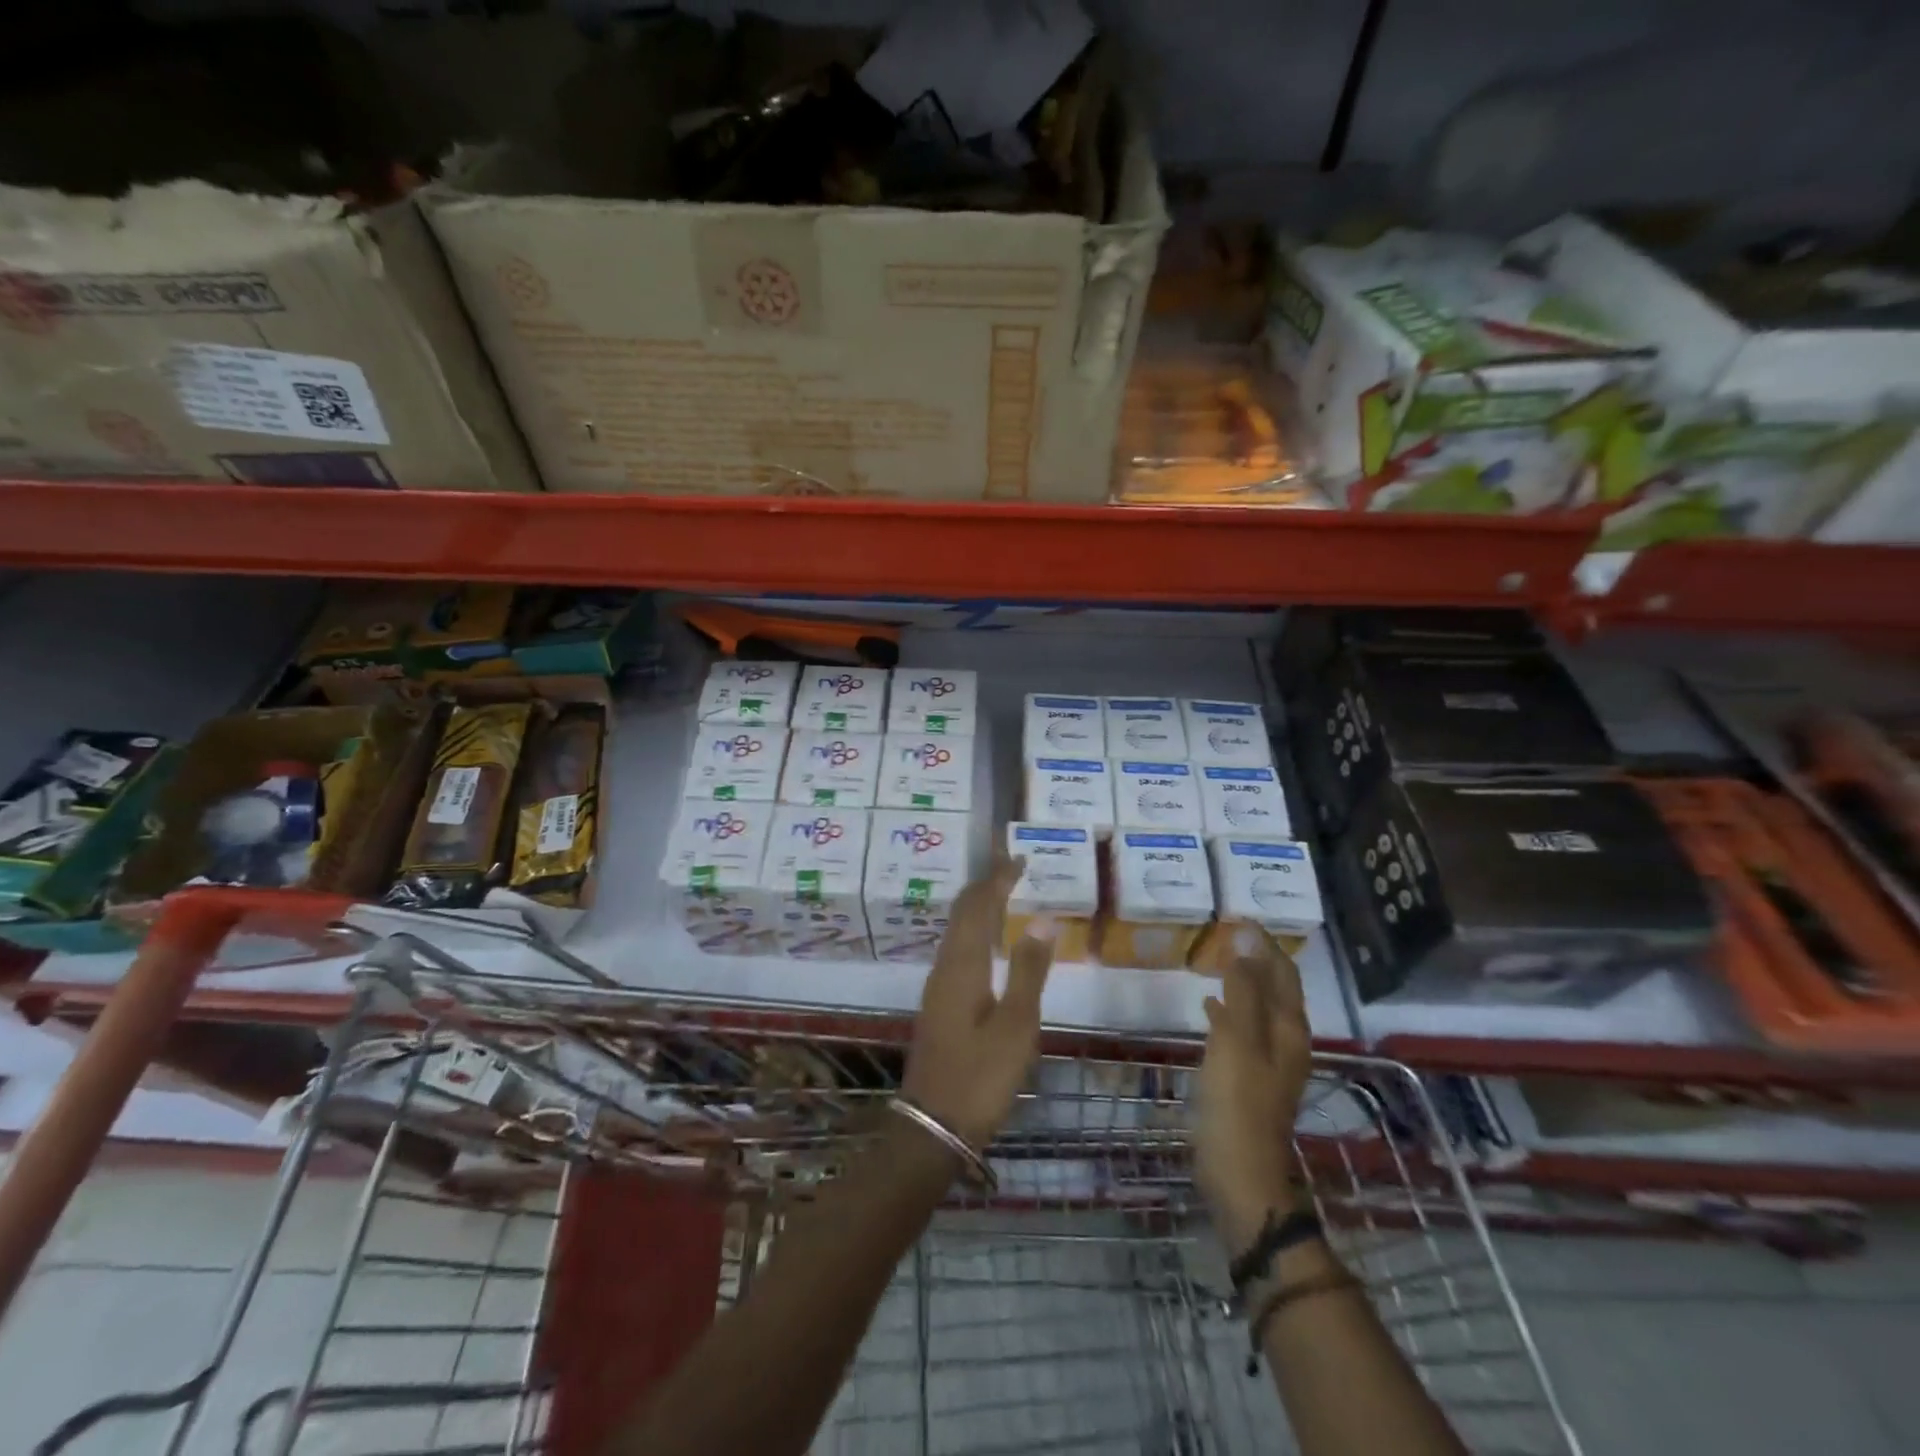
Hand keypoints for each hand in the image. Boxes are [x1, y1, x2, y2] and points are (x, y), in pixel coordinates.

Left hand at [901, 856, 1055, 1150]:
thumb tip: (1042, 919)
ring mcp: (938, 985)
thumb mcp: (1016, 1026)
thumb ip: (1029, 970)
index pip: (979, 906)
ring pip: (957, 930)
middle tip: (1011, 867)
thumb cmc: (981, 1076)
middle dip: (985, 885)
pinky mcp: (940, 1003)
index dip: (997, 878)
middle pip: (962, 912)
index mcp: (963, 965)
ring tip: (1004, 894)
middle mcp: (945, 966)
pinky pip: (958, 948)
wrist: (934, 1126)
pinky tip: (989, 942)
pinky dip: (976, 930)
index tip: (1018, 857)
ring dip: (979, 906)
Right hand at [1194, 929, 1313, 1251]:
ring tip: (1216, 960)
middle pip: (1276, 989)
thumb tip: (1246, 941)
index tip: (1238, 917)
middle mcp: (1286, 1041)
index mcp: (1288, 1028)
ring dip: (1242, 982)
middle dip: (1256, 958)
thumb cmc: (1237, 1102)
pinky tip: (1208, 1007)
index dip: (1264, 943)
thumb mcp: (1238, 1039)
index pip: (1282, 972)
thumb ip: (1242, 990)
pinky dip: (1229, 1011)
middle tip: (1227, 933)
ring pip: (1259, 1008)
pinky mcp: (1251, 1078)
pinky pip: (1243, 1030)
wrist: (1240, 1174)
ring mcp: (1270, 1062)